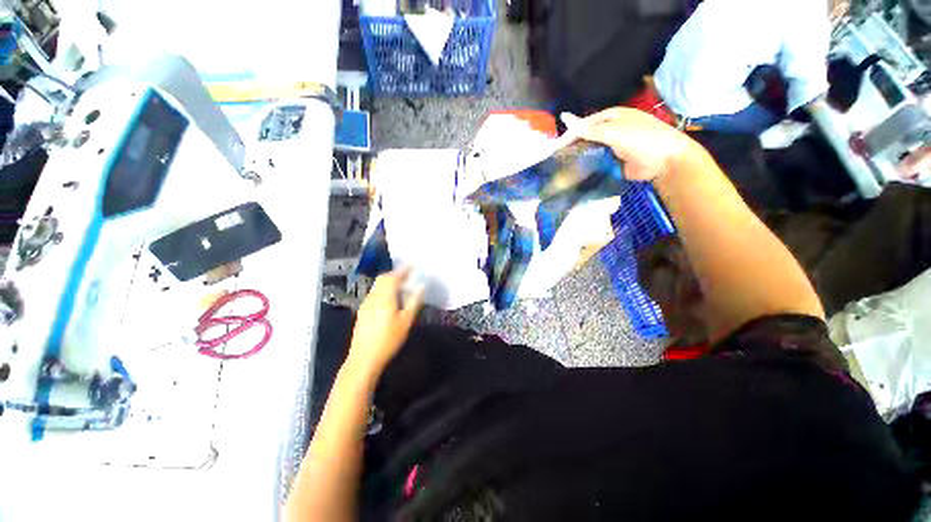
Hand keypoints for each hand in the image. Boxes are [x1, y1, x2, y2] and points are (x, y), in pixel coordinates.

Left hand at [347, 268, 424, 376]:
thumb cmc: (388, 339)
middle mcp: (373, 296)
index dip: (404, 269)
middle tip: (408, 276)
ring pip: (378, 286)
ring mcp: (366, 304)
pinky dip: (384, 290)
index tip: (413, 265)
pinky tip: (391, 300)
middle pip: (383, 279)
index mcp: (384, 297)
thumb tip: (421, 286)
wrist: (364, 359)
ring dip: (389, 282)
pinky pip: (375, 294)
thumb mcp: (406, 321)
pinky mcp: (363, 312)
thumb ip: (414, 301)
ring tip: (402, 287)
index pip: (393, 276)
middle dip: (396, 274)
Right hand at [564, 108, 694, 181]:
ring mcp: (610, 147)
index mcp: (610, 118)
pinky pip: (595, 163)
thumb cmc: (642, 139)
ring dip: (577, 158)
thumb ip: (590, 129)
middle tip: (555, 160)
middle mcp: (609, 131)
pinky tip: (574, 174)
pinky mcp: (611, 162)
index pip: (583, 125)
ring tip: (560, 168)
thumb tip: (565, 119)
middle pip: (584, 138)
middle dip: (571, 147)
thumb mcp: (615, 131)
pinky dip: (585, 167)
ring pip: (588, 151)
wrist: (664, 160)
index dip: (568, 135)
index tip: (554, 149)